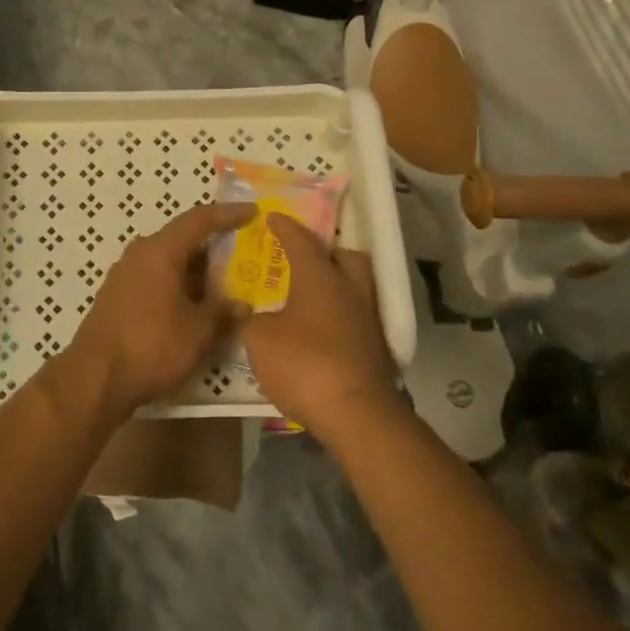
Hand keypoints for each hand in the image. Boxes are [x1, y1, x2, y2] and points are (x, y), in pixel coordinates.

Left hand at [65, 203, 254, 419]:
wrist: (94, 378)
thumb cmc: (151, 346)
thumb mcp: (198, 332)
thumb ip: (223, 313)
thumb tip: (242, 305)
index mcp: (161, 250)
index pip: (200, 219)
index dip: (228, 214)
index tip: (253, 211)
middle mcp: (140, 253)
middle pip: (183, 239)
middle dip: (214, 246)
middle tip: (244, 253)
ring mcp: (125, 274)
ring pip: (169, 260)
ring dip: (196, 270)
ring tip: (225, 284)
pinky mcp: (118, 295)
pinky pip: (156, 277)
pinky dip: (179, 284)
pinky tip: (194, 306)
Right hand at [241, 215, 400, 448]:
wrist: (356, 414)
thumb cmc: (304, 364)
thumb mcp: (259, 340)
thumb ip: (253, 320)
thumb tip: (255, 315)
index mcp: (320, 276)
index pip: (300, 240)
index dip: (284, 227)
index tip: (273, 216)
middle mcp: (349, 289)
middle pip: (346, 256)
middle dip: (327, 252)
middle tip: (304, 260)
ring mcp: (368, 319)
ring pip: (356, 287)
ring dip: (336, 286)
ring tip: (310, 298)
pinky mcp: (376, 349)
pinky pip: (357, 317)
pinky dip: (340, 317)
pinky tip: (321, 332)